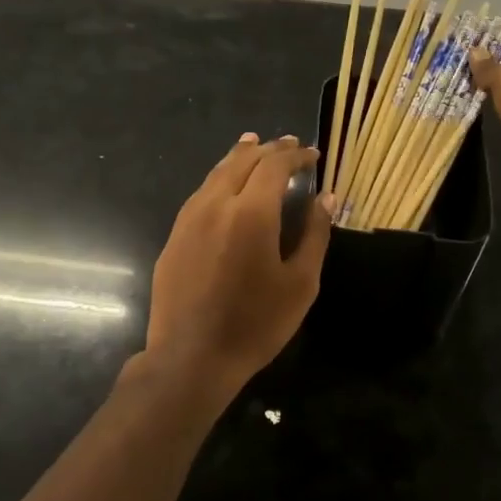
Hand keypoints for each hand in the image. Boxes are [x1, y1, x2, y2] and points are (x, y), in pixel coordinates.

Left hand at [146, 134, 331, 392]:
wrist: (191, 357)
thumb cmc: (255, 324)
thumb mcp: (300, 283)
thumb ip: (314, 234)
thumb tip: (326, 198)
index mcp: (251, 212)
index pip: (274, 165)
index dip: (296, 155)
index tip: (313, 154)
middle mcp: (215, 204)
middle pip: (242, 161)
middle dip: (268, 149)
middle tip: (288, 144)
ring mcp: (188, 219)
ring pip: (216, 173)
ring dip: (239, 157)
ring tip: (253, 145)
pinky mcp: (174, 236)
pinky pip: (200, 194)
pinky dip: (219, 179)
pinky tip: (225, 186)